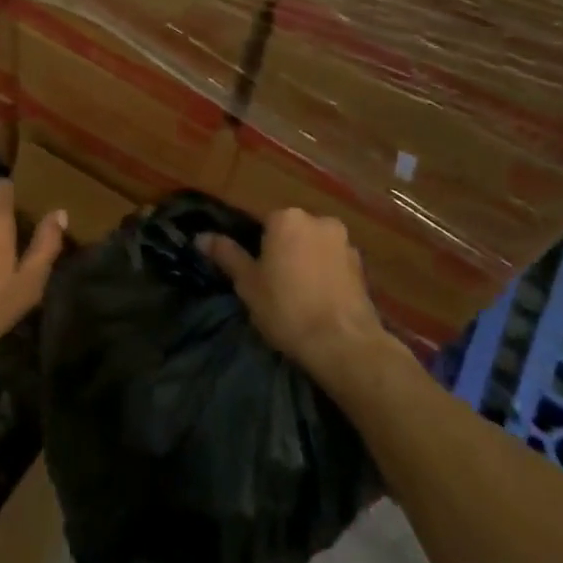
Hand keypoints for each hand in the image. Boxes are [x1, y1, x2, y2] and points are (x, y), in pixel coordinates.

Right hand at [201, 209, 382, 373]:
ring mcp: (345, 242)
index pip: (263, 224)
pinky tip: (320, 301)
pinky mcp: (362, 267)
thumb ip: (226, 255)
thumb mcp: (247, 284)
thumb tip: (200, 237)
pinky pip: (334, 264)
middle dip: (284, 251)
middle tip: (274, 285)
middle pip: (292, 232)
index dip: (256, 249)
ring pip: (315, 247)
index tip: (254, 273)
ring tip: (299, 295)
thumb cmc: (287, 308)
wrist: (344, 344)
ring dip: (307, 261)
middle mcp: (318, 220)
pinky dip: (326, 275)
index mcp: (287, 218)